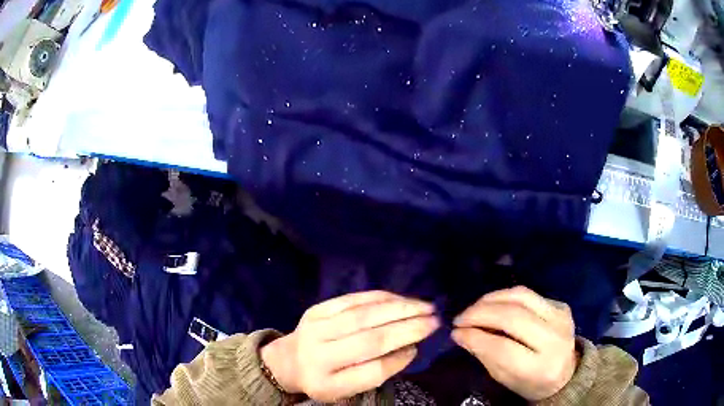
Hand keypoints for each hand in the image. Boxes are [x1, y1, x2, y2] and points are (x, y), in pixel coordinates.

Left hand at [261, 291, 439, 401]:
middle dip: (407, 328)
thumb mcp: (345, 389)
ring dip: (399, 308)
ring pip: (363, 315)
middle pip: (369, 340)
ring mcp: (316, 327)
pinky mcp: (317, 309)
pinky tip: (400, 298)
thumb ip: (376, 372)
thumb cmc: (323, 379)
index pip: (370, 372)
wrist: (286, 360)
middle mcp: (319, 355)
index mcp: (326, 383)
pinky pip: (353, 299)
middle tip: (435, 320)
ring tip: (425, 306)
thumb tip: (409, 348)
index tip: (418, 348)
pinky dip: (380, 297)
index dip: (398, 360)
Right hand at [452, 286, 576, 400]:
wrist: (566, 373)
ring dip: (491, 299)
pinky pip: (528, 294)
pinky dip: (505, 296)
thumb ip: (485, 355)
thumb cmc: (530, 382)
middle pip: (513, 317)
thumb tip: (460, 334)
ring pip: (521, 296)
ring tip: (473, 308)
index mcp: (541, 367)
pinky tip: (493, 304)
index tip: (456, 332)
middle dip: (480, 313)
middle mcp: (555, 338)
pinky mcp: (561, 305)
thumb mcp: (505, 378)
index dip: (476, 337)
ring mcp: (561, 317)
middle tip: (460, 318)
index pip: (504, 348)